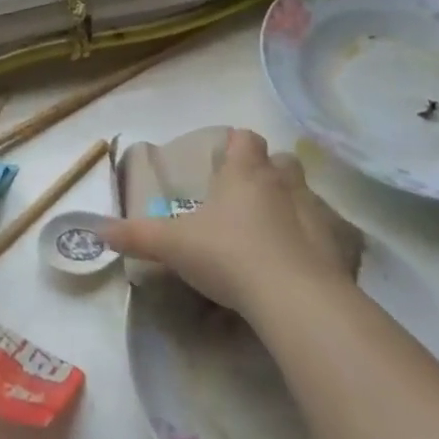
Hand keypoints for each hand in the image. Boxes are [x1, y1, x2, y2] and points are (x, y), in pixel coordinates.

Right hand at [101, 129, 362, 312]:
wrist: (294, 298)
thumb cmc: (228, 254)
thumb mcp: (172, 245)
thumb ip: (136, 236)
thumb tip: (97, 230)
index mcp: (245, 174)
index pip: (245, 139)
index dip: (236, 145)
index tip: (224, 159)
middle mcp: (284, 184)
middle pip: (283, 162)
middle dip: (269, 172)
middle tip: (248, 196)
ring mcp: (318, 215)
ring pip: (308, 196)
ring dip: (294, 207)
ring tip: (273, 233)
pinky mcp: (342, 249)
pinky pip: (332, 238)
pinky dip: (319, 246)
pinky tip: (302, 267)